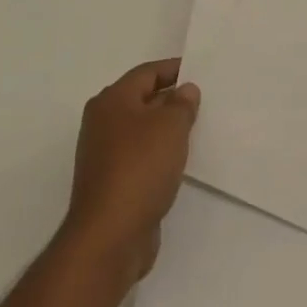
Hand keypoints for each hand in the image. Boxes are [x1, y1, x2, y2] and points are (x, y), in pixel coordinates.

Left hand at [62, 59, 199, 288]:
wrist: (109, 237)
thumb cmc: (140, 168)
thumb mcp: (170, 126)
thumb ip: (182, 104)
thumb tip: (185, 90)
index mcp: (112, 101)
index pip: (147, 73)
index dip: (174, 69)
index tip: (200, 70)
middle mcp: (103, 123)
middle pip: (142, 100)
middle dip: (172, 99)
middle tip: (204, 101)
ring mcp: (104, 155)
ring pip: (142, 131)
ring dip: (166, 129)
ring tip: (197, 130)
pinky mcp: (112, 184)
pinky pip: (141, 157)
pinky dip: (159, 155)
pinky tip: (180, 162)